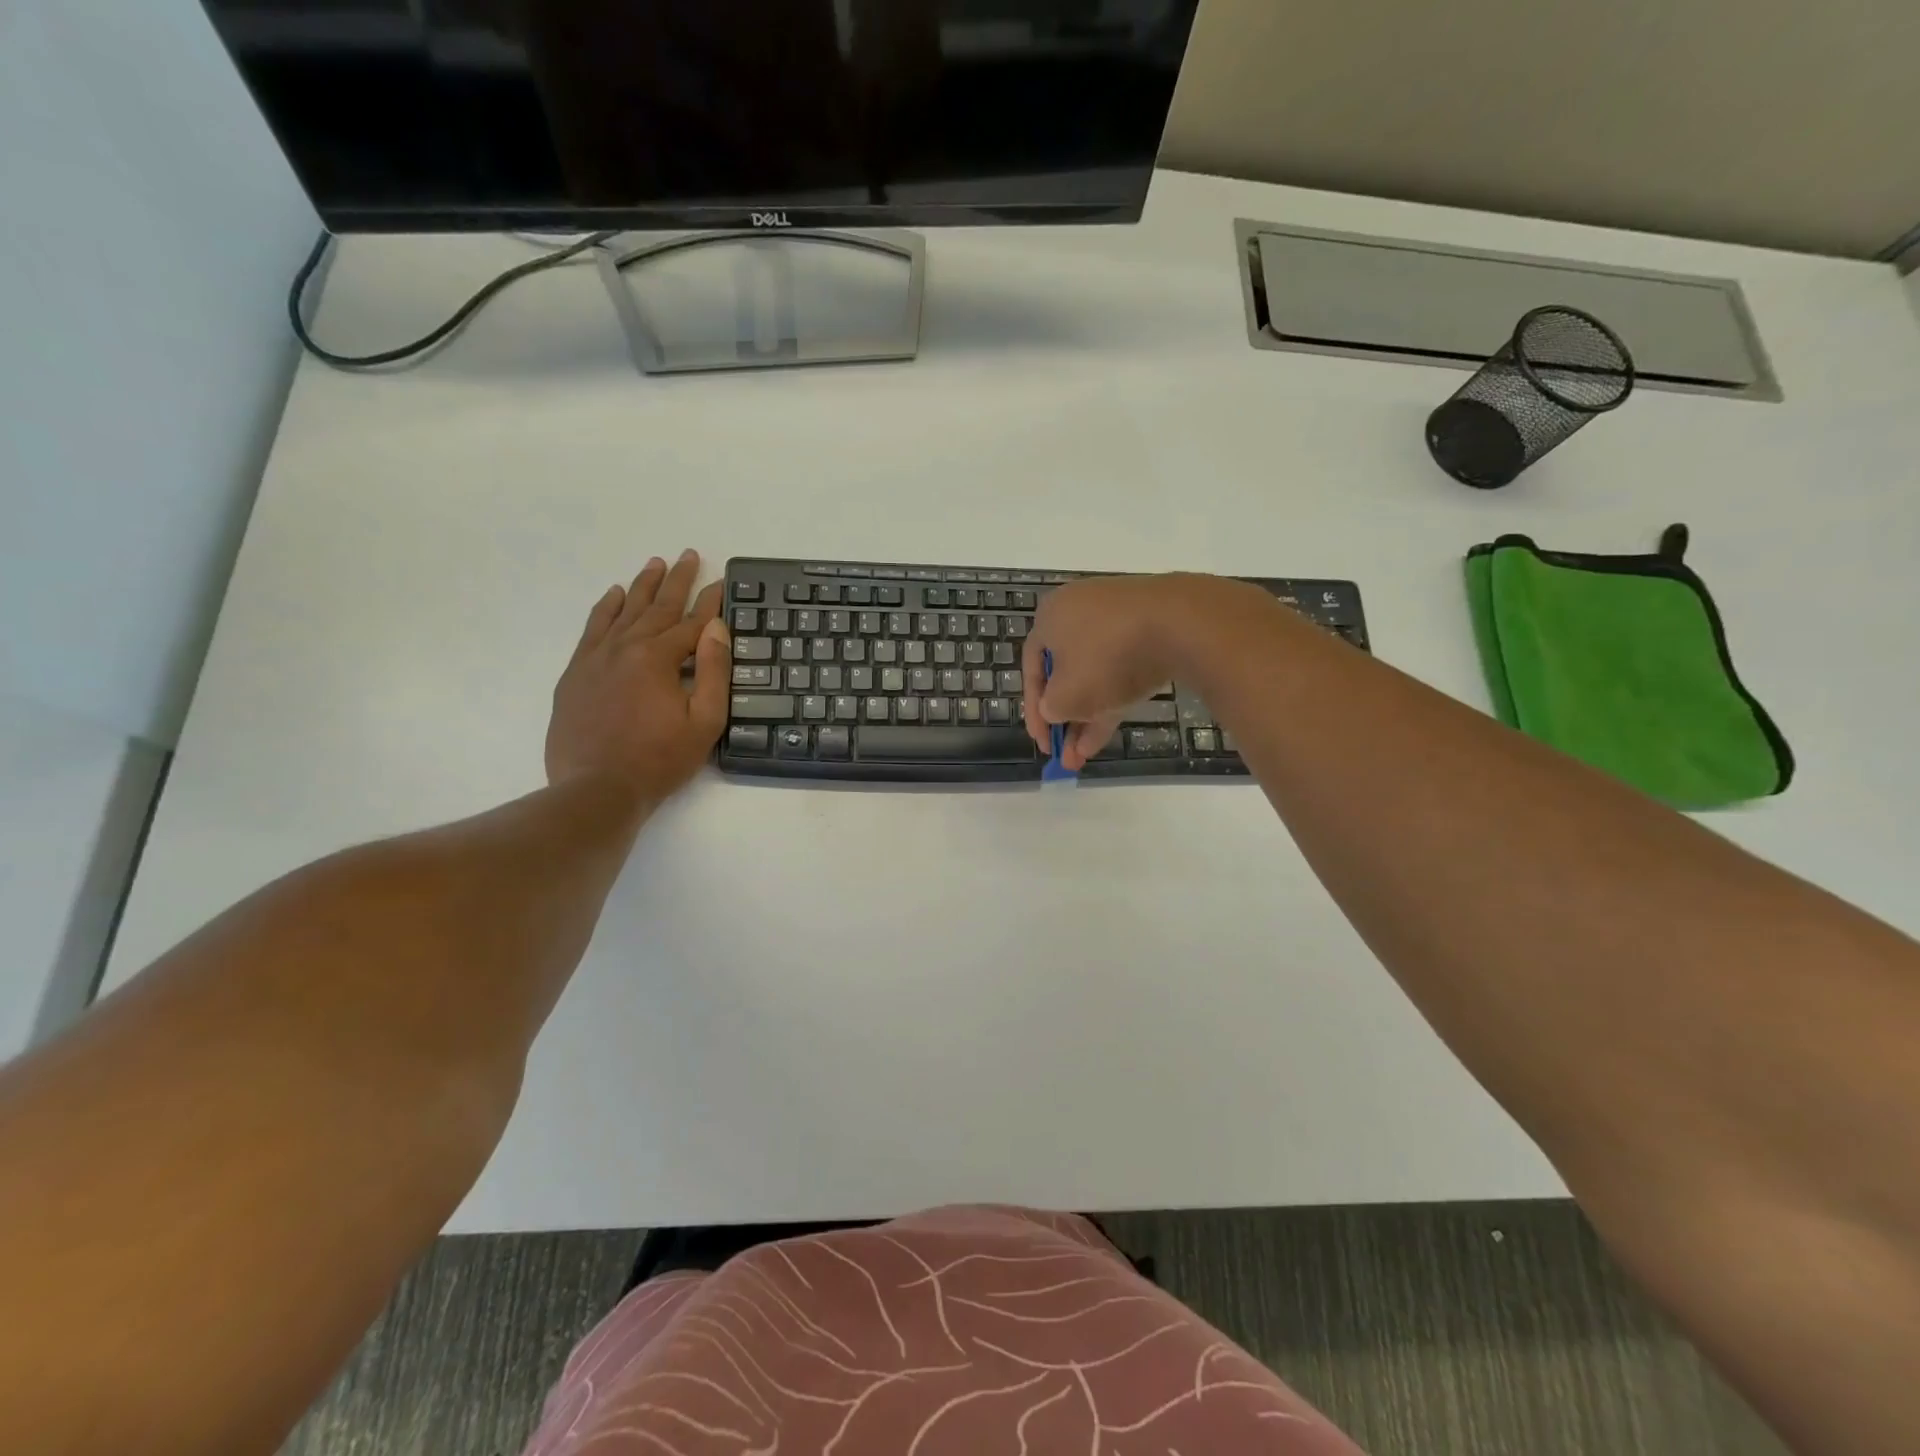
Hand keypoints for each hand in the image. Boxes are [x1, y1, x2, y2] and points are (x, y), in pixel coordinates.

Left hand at [547, 550, 730, 804]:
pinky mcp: (577, 673)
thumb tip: (716, 627)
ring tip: (655, 563)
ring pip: (623, 611)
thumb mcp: (704, 721)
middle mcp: (625, 647)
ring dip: (642, 586)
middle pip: (657, 606)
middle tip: (688, 555)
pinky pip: (593, 628)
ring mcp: (596, 658)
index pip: (692, 622)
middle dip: (677, 581)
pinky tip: (614, 595)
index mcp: (658, 658)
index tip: (722, 582)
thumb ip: (713, 671)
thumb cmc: (659, 760)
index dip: (711, 603)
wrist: (597, 789)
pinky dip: (605, 608)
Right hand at [1021, 573, 1272, 769]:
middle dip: (1065, 719)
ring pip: (1095, 674)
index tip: (1044, 744)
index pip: (1032, 669)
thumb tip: (1055, 708)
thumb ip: (1051, 708)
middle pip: (1065, 673)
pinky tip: (1107, 732)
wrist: (1180, 624)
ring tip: (1084, 755)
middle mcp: (1078, 610)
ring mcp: (1116, 617)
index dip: (1034, 711)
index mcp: (1050, 617)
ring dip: (1087, 716)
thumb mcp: (1067, 696)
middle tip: (1065, 753)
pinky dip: (1112, 698)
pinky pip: (1122, 666)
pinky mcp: (1149, 627)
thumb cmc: (1106, 658)